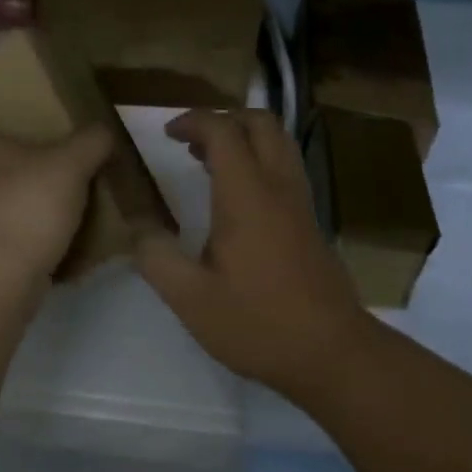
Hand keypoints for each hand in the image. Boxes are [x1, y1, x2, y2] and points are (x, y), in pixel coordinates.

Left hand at [0, 120, 112, 288]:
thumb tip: (102, 130)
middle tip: (47, 174)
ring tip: (55, 216)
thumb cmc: (23, 208)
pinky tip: (51, 255)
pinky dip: (17, 248)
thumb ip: (90, 142)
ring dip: (14, 211)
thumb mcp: (70, 165)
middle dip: (8, 172)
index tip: (11, 134)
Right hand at [138, 109, 374, 398]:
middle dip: (223, 119)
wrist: (333, 353)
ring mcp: (300, 202)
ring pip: (279, 142)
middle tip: (191, 142)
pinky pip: (286, 166)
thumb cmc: (259, 322)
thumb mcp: (192, 299)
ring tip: (209, 162)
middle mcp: (278, 186)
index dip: (193, 121)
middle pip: (260, 122)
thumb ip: (157, 257)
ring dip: (244, 137)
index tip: (167, 134)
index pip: (223, 130)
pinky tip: (237, 196)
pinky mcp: (311, 220)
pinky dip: (260, 159)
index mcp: (247, 194)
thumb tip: (138, 227)